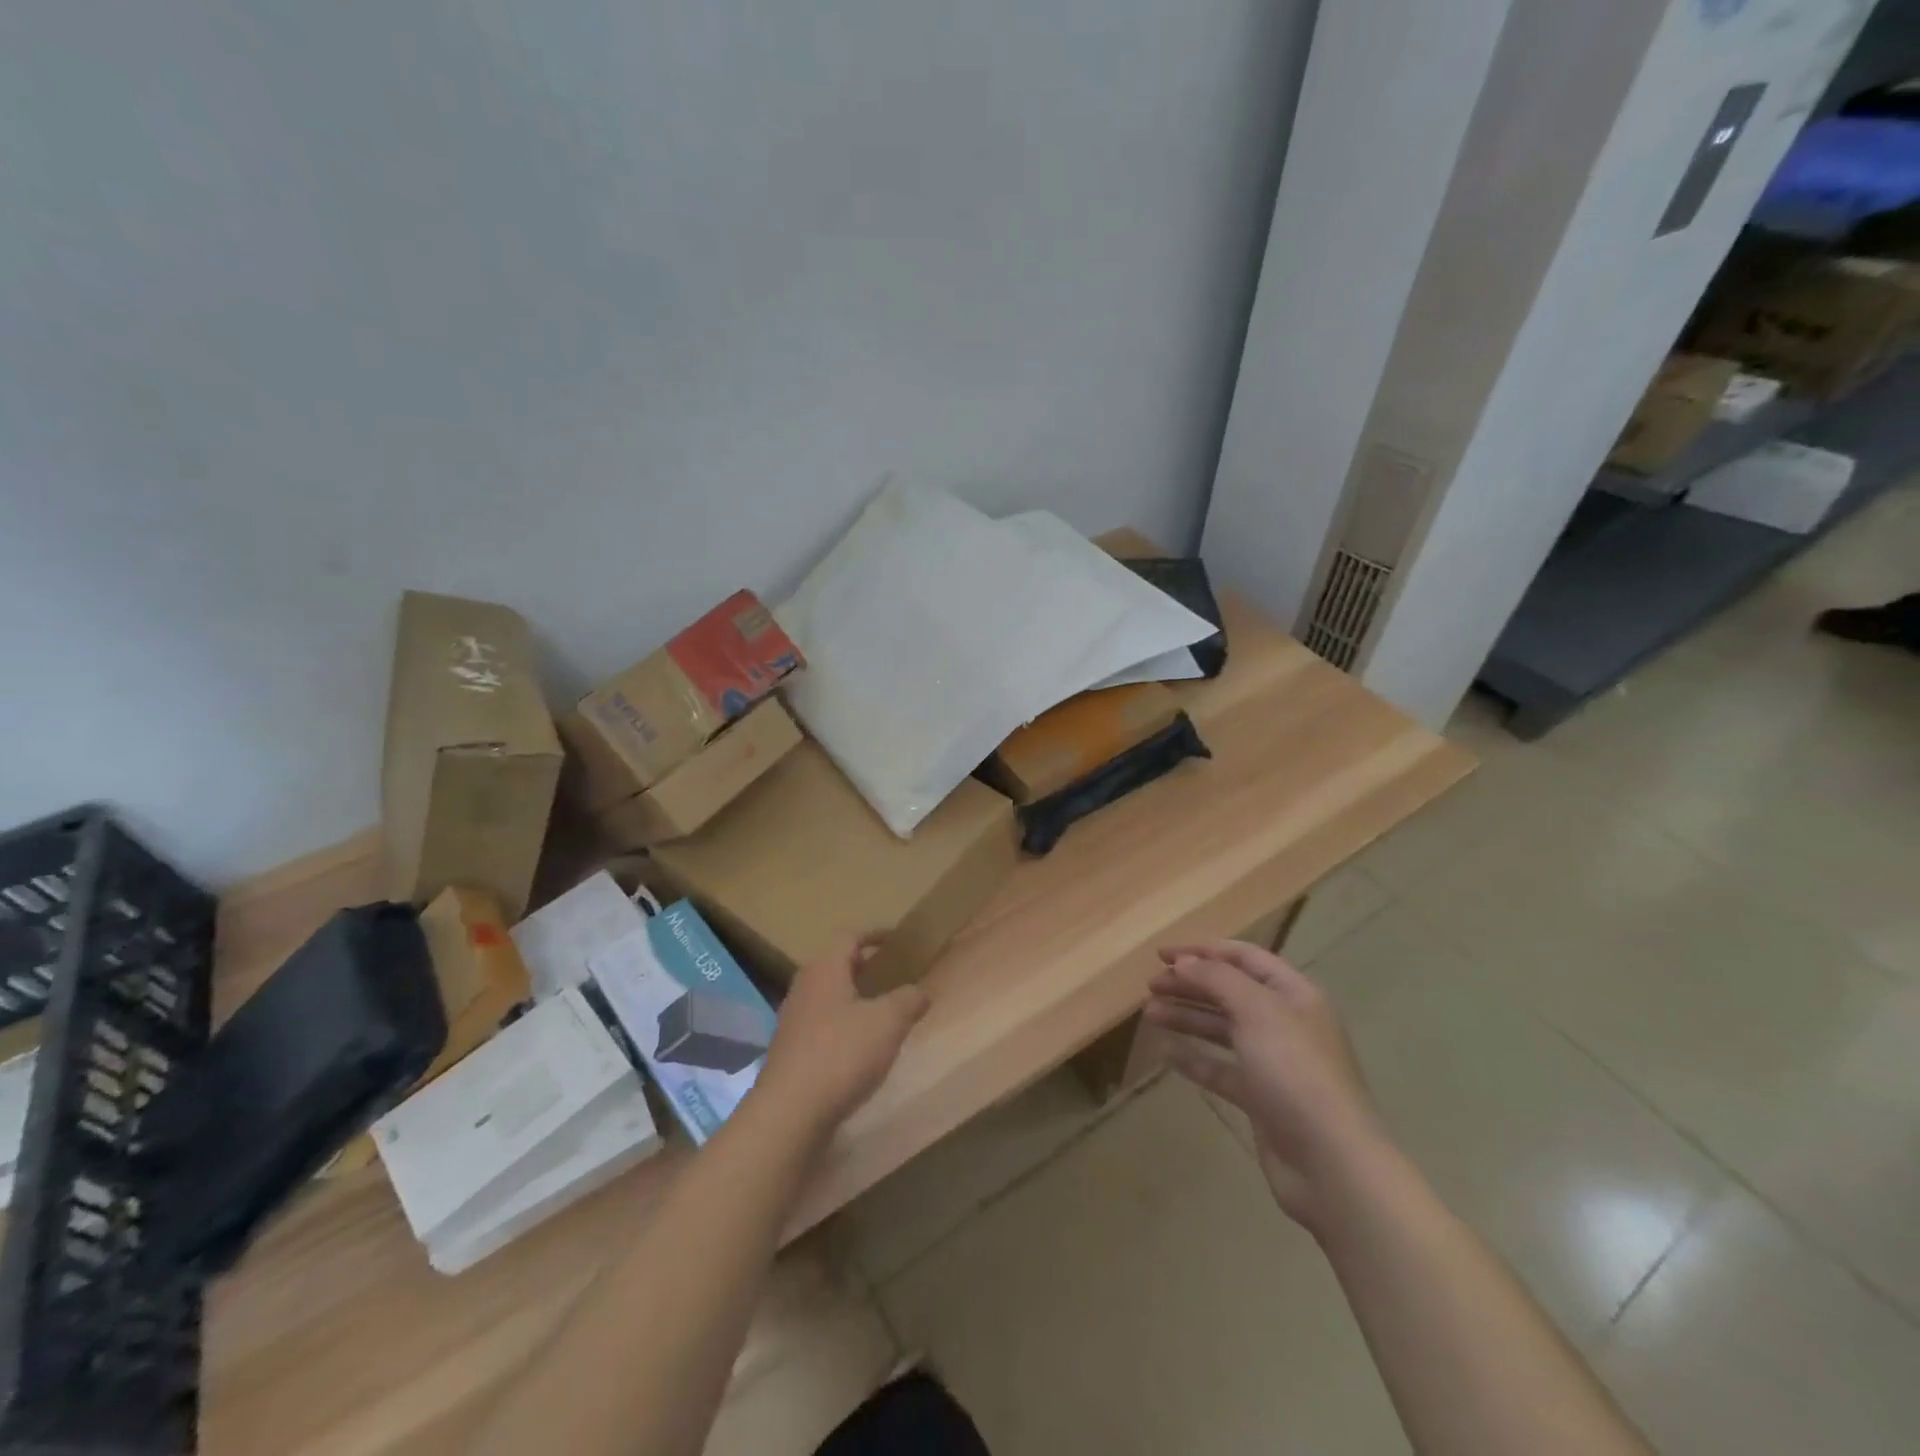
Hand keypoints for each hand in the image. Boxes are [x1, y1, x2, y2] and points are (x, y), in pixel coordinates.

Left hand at [757, 934, 930, 1137]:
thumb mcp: (889, 1022)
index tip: (896, 939)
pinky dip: (842, 1027)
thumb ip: (909, 1000)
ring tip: (880, 1013)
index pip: (849, 936)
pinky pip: (821, 1026)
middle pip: (835, 965)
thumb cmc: (841, 1054)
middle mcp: (803, 987)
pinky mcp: (790, 1053)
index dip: (874, 933)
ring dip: (852, 999)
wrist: (789, 1112)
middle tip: (891, 975)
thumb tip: (920, 991)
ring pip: (827, 997)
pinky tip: (859, 1050)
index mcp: (824, 969)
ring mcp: (793, 1021)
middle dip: (863, 967)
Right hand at [1146, 939, 1387, 1233]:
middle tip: (1150, 986)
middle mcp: (1284, 1022)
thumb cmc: (1295, 1070)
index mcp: (1293, 994)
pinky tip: (1165, 1053)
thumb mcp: (1256, 1010)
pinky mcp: (1260, 1098)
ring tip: (1149, 1013)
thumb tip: (1183, 962)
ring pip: (1222, 1028)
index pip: (1244, 957)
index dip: (1203, 951)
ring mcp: (1273, 1062)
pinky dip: (1194, 1058)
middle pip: (1230, 991)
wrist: (1330, 1161)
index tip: (1162, 955)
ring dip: (1186, 1016)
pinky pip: (1220, 1069)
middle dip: (1190, 984)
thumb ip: (1216, 979)